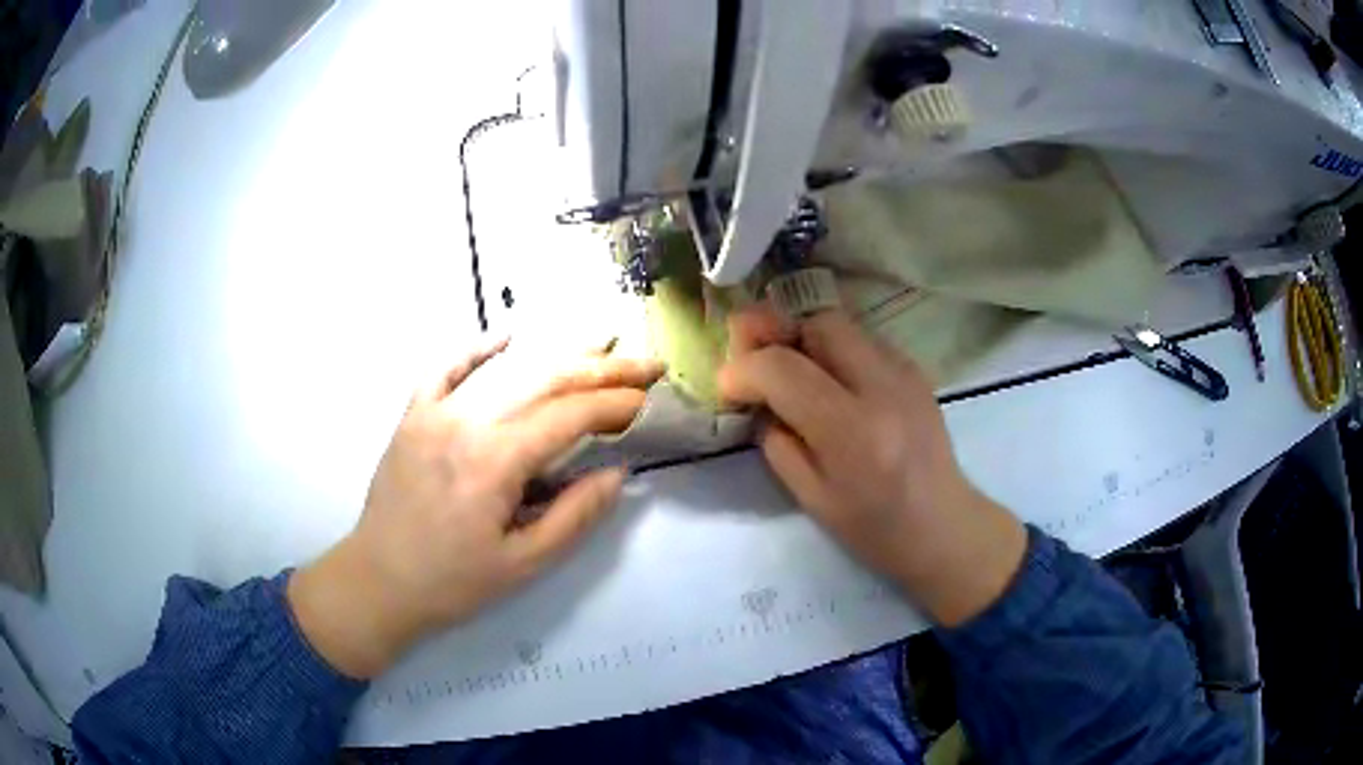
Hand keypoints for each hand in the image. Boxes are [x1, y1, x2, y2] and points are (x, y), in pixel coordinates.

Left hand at [289, 341, 662, 677]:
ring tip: (599, 338)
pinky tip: (506, 335)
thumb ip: (574, 515)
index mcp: (494, 461)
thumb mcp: (524, 564)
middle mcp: (465, 423)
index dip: (614, 404)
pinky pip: (444, 369)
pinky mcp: (412, 417)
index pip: (568, 416)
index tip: (648, 399)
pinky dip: (476, 349)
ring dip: (556, 352)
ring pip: (504, 369)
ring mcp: (434, 413)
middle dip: (601, 368)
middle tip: (643, 362)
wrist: (379, 582)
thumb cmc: (453, 582)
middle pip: (544, 381)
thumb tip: (616, 473)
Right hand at [718, 306, 1026, 626]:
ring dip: (803, 337)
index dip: (744, 369)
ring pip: (841, 324)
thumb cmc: (873, 528)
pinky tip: (827, 378)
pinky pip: (862, 340)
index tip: (728, 385)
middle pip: (817, 324)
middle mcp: (883, 387)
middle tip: (752, 355)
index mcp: (852, 431)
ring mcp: (905, 373)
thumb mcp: (810, 497)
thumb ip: (777, 441)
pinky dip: (833, 349)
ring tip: (786, 365)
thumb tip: (758, 399)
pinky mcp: (915, 370)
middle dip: (775, 332)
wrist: (942, 526)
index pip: (784, 369)